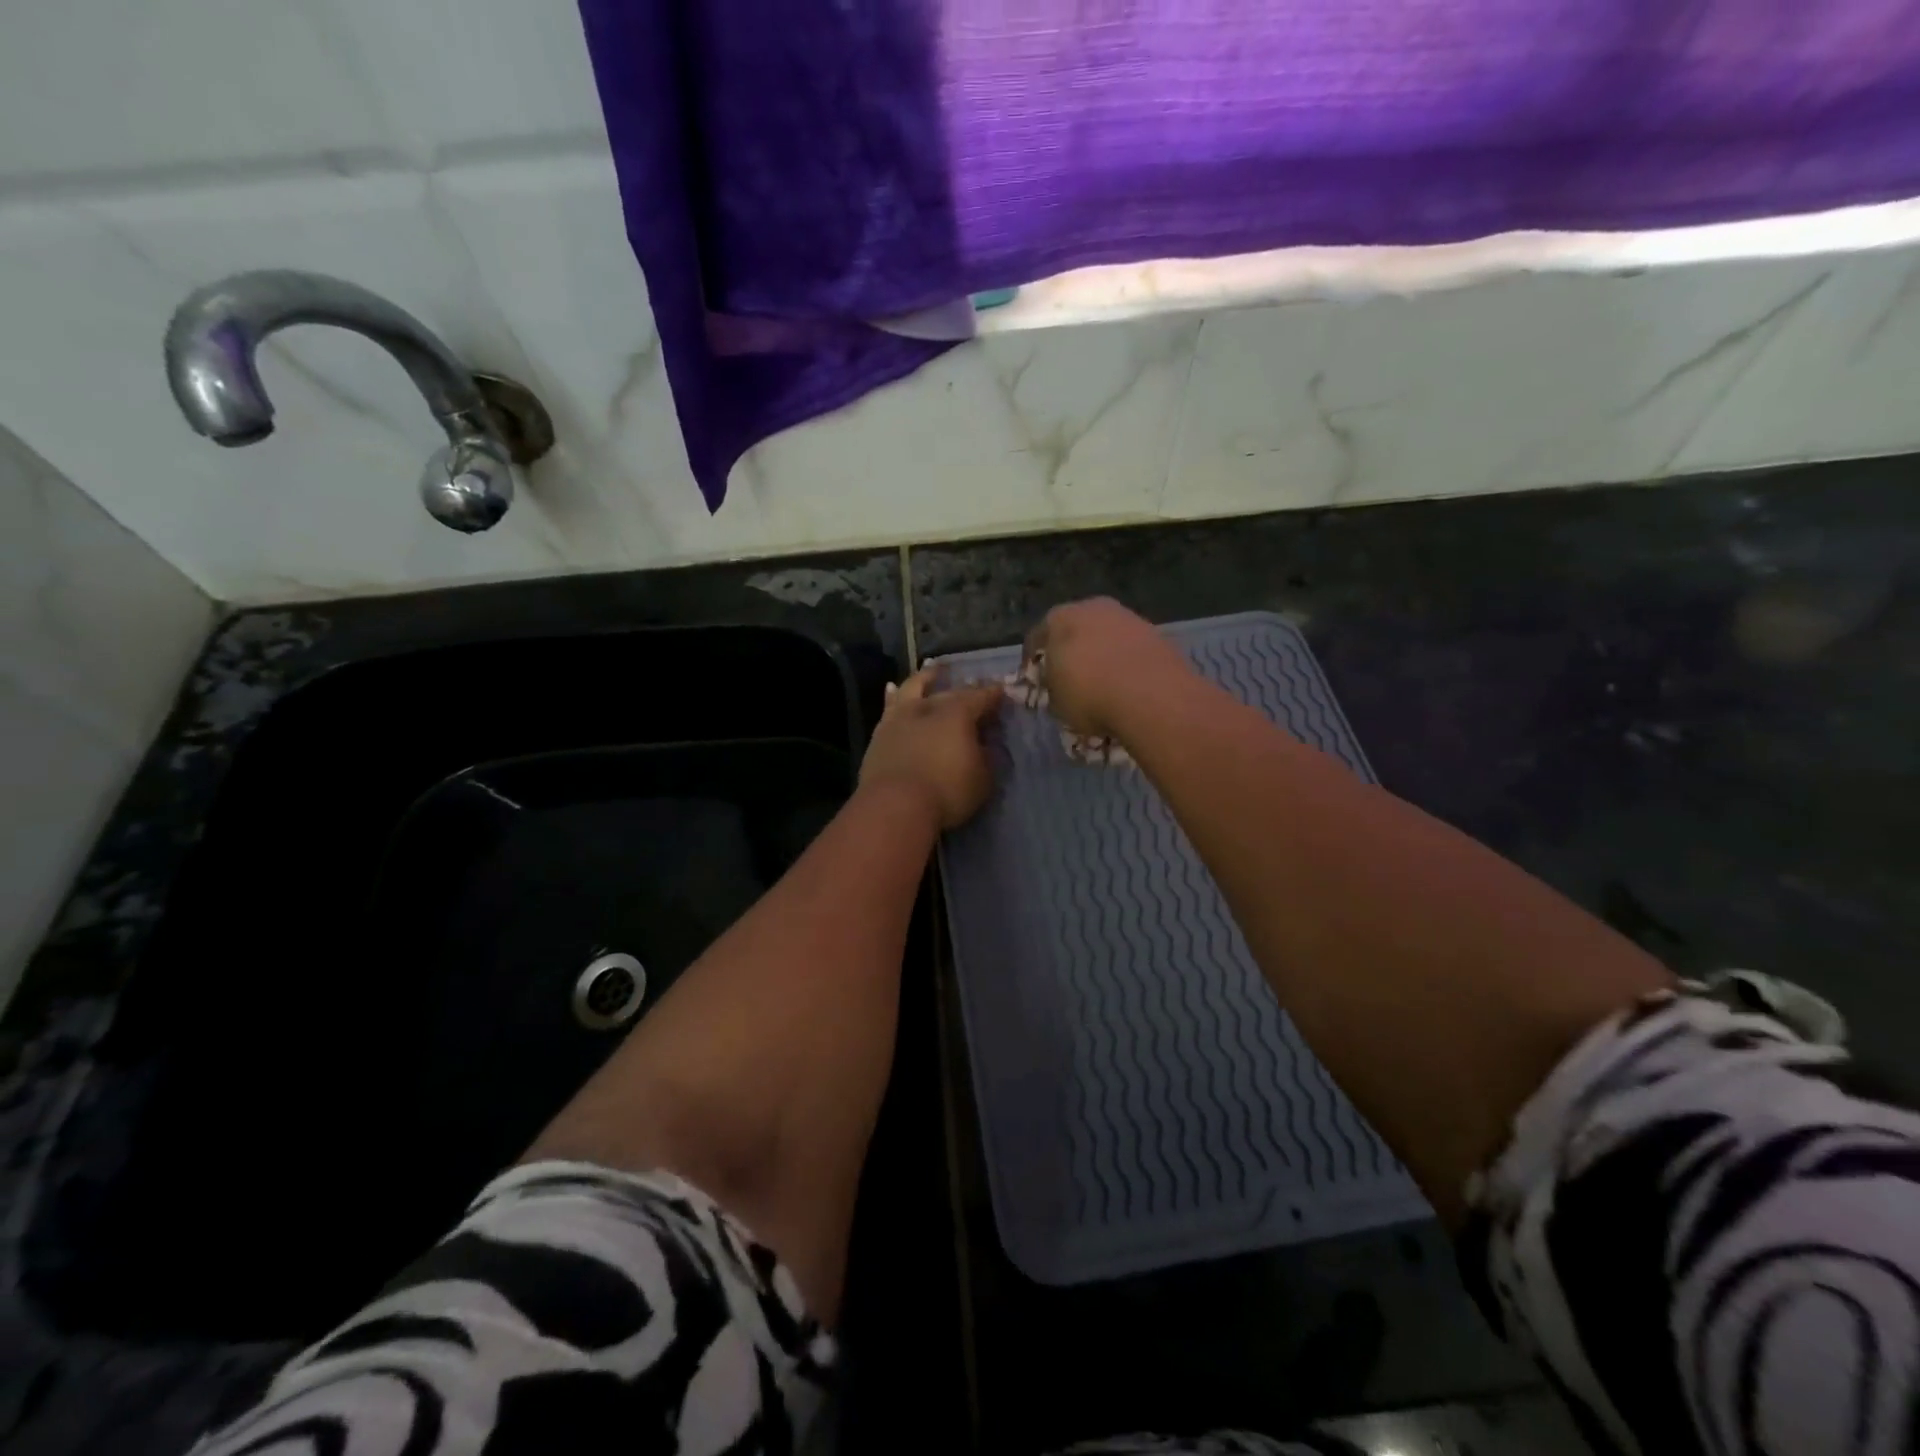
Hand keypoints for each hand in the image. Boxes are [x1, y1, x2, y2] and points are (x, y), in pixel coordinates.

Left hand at [858, 667, 1003, 829]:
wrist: (894, 805)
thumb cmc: (947, 791)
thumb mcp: (982, 778)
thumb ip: (985, 757)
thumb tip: (985, 745)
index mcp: (958, 713)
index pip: (981, 697)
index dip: (993, 694)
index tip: (1001, 691)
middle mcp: (929, 707)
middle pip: (949, 692)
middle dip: (964, 688)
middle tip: (972, 685)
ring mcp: (900, 718)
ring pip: (913, 688)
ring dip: (924, 678)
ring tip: (931, 669)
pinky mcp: (879, 734)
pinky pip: (889, 706)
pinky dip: (893, 696)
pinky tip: (892, 690)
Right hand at [1023, 598, 1192, 741]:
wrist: (1151, 695)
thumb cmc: (1089, 695)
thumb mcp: (1056, 701)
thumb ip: (1052, 687)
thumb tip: (1058, 685)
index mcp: (1060, 618)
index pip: (1037, 637)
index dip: (1034, 661)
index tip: (1036, 681)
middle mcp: (1093, 607)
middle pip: (1075, 629)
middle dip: (1071, 651)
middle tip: (1070, 679)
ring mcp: (1128, 617)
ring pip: (1106, 636)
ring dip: (1102, 655)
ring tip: (1103, 684)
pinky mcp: (1156, 633)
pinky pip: (1131, 648)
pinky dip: (1126, 662)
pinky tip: (1127, 685)